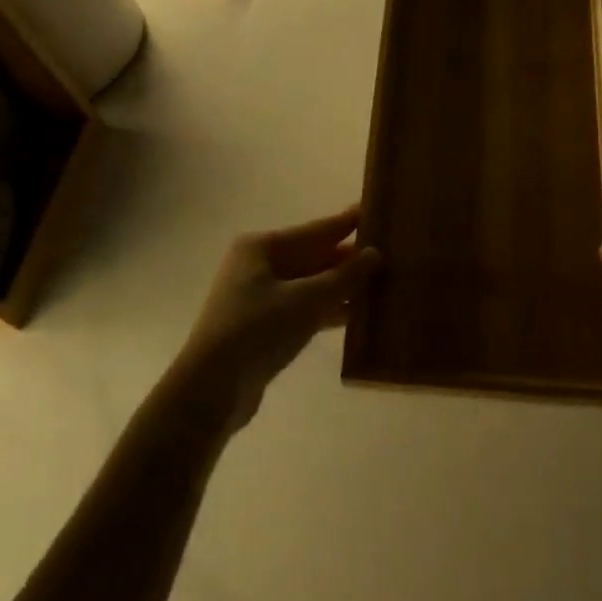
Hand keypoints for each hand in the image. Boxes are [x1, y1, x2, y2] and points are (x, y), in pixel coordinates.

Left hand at [175, 205, 380, 428]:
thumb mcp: (306, 300)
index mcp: (262, 248)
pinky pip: (306, 309)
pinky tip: (360, 314)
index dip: (347, 223)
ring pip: (312, 284)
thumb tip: (375, 253)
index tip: (376, 210)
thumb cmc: (257, 330)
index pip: (316, 230)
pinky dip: (330, 310)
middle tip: (390, 251)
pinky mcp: (266, 327)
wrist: (212, 390)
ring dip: (343, 286)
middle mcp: (260, 266)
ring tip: (384, 282)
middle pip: (314, 256)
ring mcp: (261, 297)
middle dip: (349, 258)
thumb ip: (343, 277)